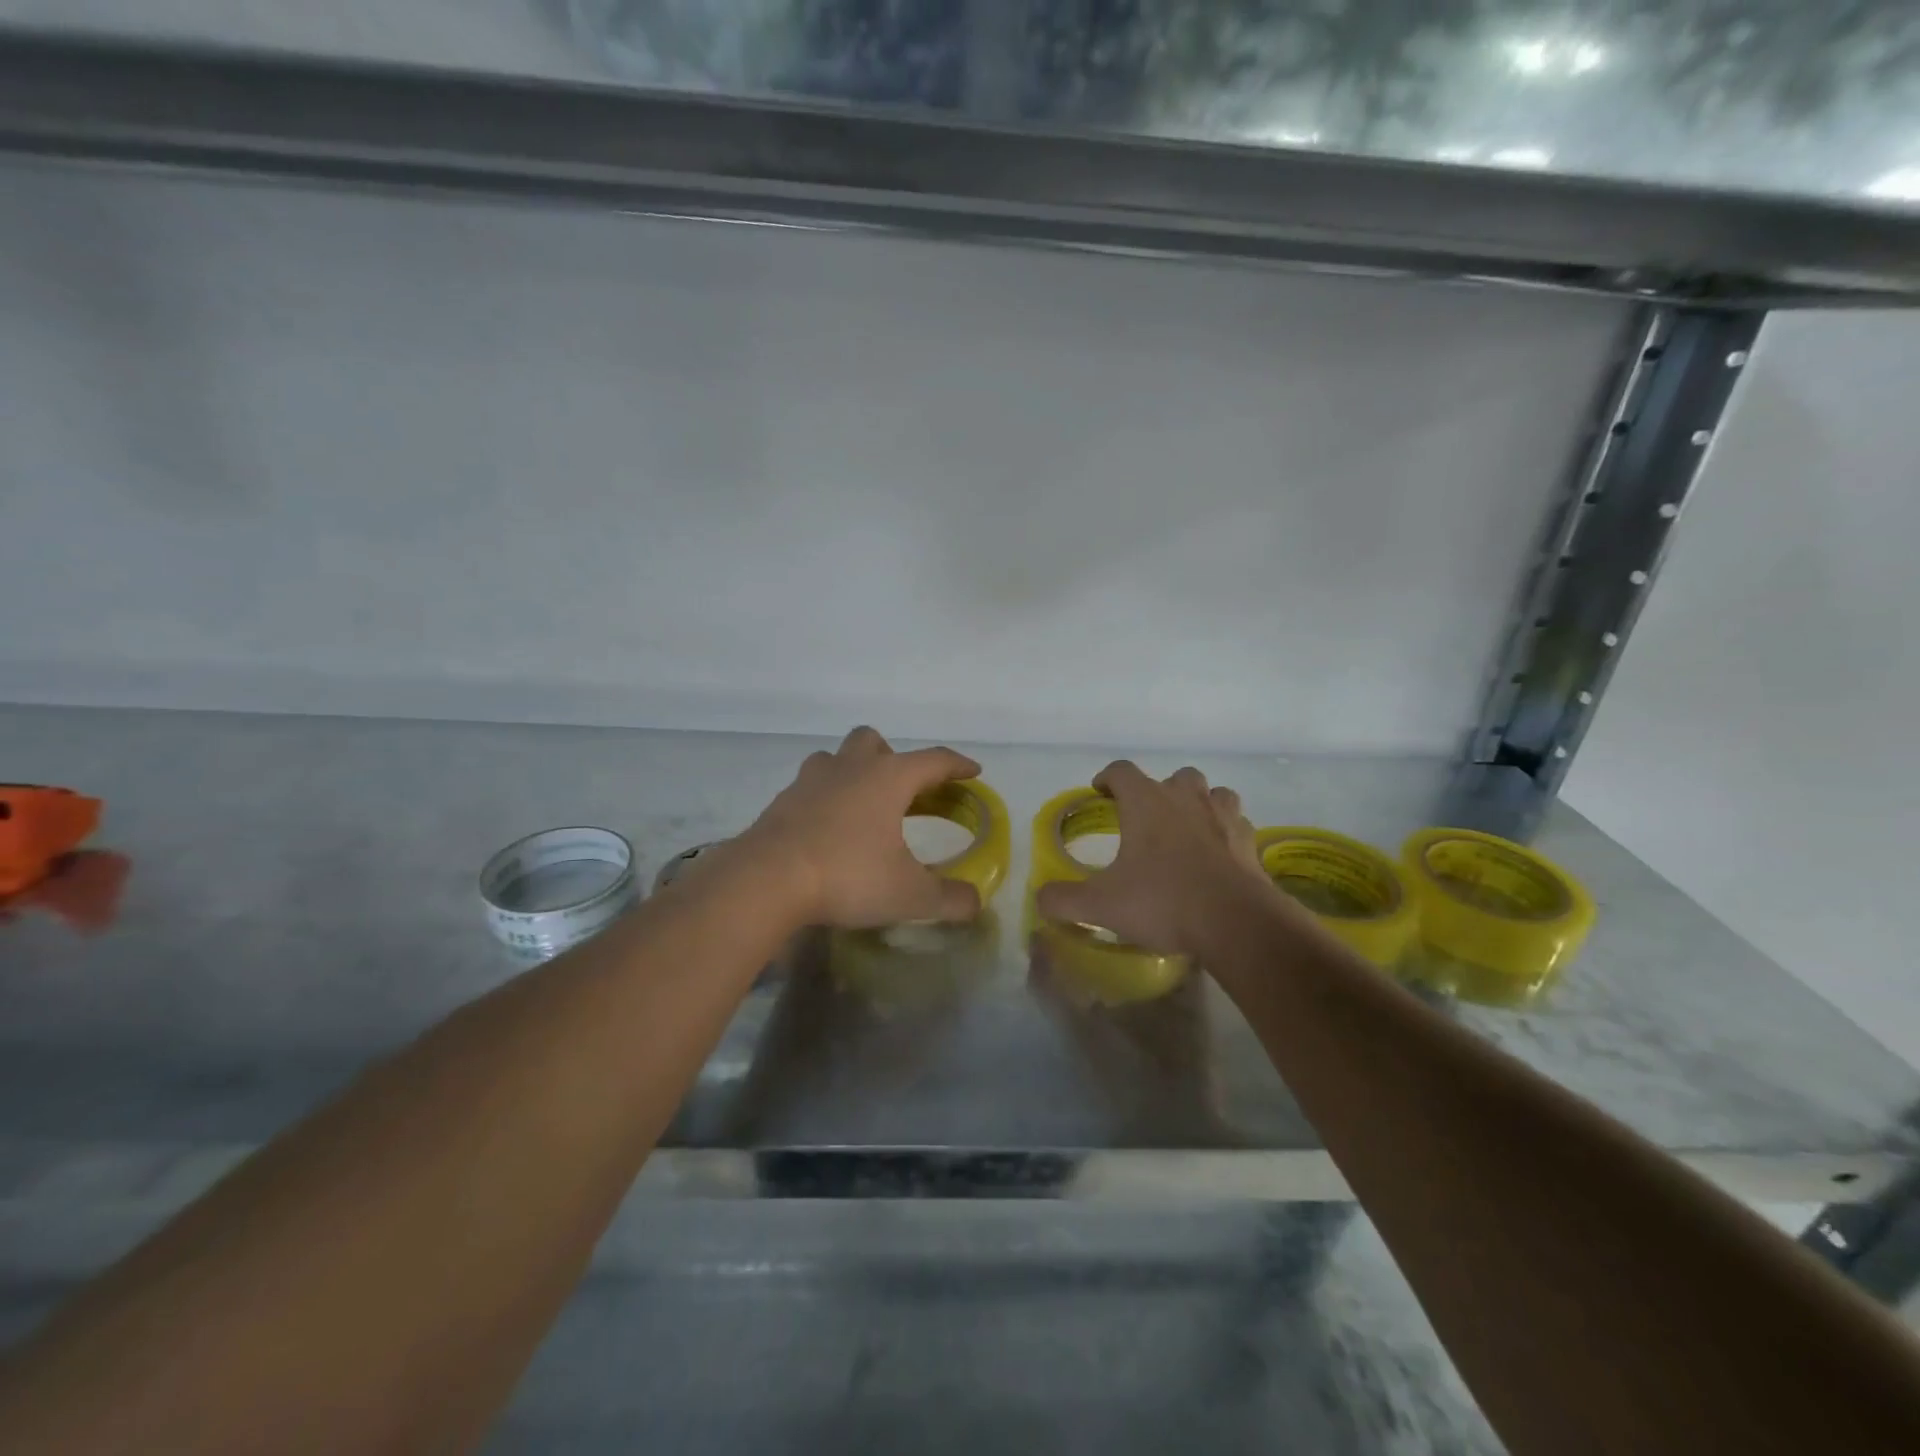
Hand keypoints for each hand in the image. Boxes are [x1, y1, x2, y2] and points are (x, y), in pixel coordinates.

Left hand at [737, 726, 984, 929]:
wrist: (766, 880)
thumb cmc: (847, 875)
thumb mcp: (908, 895)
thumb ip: (948, 898)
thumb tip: (975, 903)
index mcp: (888, 778)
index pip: (933, 760)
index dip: (957, 765)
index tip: (973, 771)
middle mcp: (850, 768)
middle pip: (874, 741)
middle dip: (892, 758)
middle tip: (902, 791)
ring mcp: (810, 780)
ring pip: (835, 757)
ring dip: (852, 771)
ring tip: (861, 806)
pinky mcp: (781, 801)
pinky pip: (809, 786)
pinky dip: (824, 798)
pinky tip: (827, 829)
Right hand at [1034, 761, 1265, 957]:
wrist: (1236, 922)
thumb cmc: (1163, 902)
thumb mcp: (1101, 905)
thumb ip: (1064, 899)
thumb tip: (1040, 898)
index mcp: (1146, 803)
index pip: (1121, 771)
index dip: (1107, 778)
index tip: (1100, 792)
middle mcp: (1185, 798)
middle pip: (1173, 777)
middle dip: (1158, 792)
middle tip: (1146, 818)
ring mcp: (1222, 816)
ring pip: (1212, 793)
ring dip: (1198, 804)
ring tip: (1186, 828)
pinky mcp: (1249, 841)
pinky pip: (1236, 823)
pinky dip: (1225, 831)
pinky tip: (1217, 853)